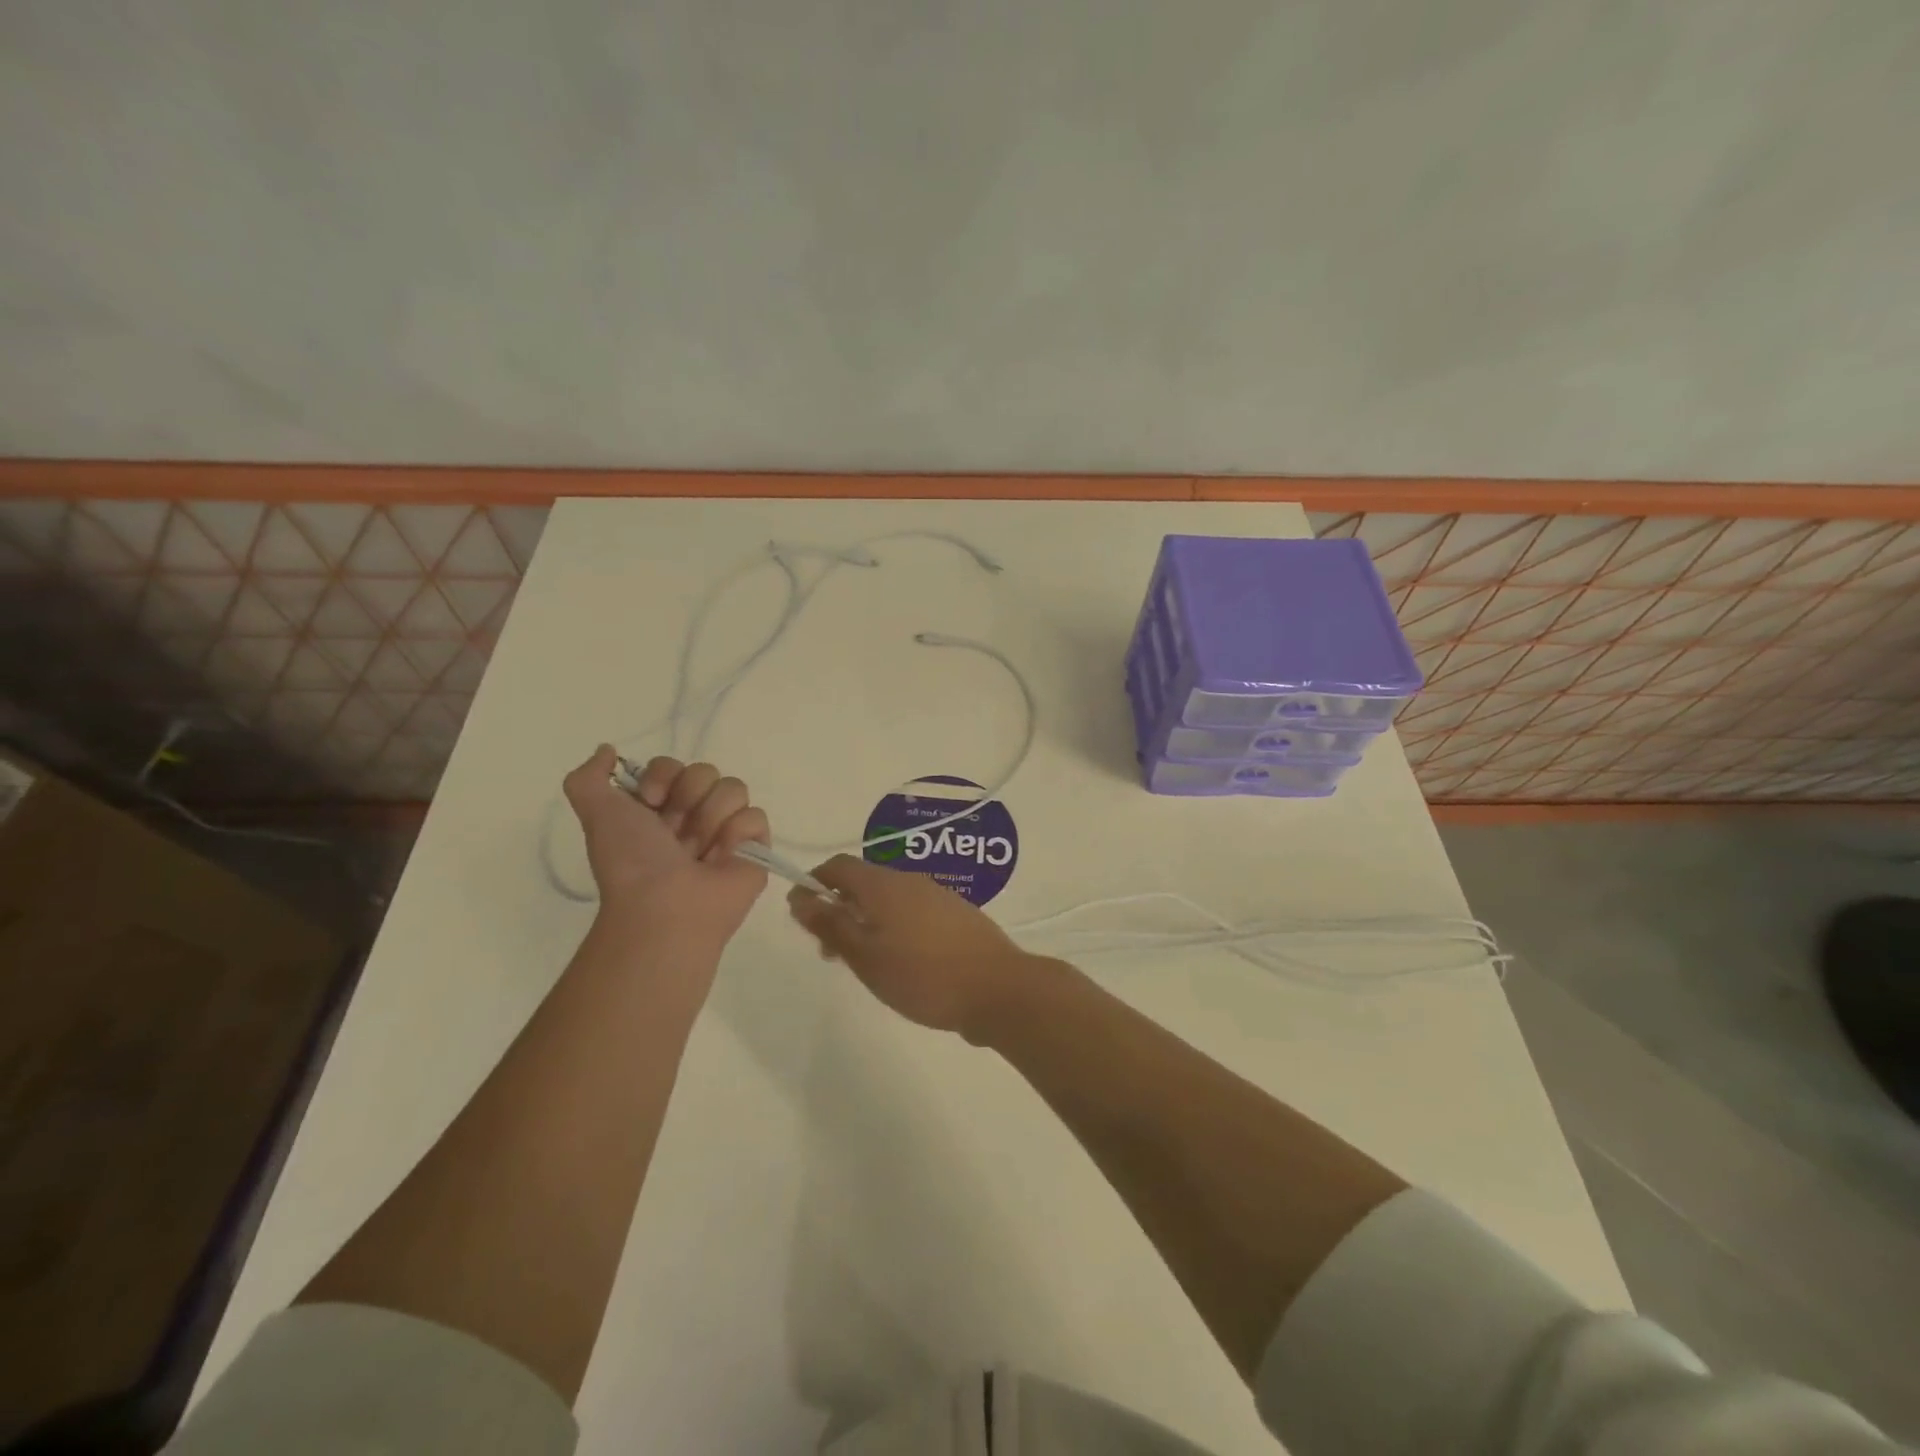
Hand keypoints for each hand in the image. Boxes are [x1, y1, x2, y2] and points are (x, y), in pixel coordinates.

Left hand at [562, 746, 769, 944]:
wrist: (664, 907)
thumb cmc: (632, 862)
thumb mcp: (595, 813)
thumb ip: (588, 777)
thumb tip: (607, 749)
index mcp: (659, 808)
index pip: (674, 765)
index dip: (663, 777)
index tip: (649, 803)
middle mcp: (693, 815)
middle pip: (706, 771)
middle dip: (688, 798)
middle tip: (675, 834)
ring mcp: (727, 830)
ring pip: (734, 788)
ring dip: (711, 818)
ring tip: (699, 851)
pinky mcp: (755, 847)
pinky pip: (756, 816)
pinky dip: (737, 835)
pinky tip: (722, 858)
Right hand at [785, 855, 1039, 1041]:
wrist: (998, 989)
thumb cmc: (923, 975)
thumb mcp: (865, 956)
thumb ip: (830, 925)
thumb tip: (799, 896)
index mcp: (884, 885)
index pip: (839, 865)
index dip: (815, 883)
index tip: (804, 916)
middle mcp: (910, 881)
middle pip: (864, 883)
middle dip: (840, 908)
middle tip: (830, 952)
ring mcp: (937, 896)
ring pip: (889, 900)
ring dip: (866, 921)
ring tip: (864, 964)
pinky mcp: (957, 915)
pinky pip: (912, 912)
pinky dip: (894, 928)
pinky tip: (901, 963)